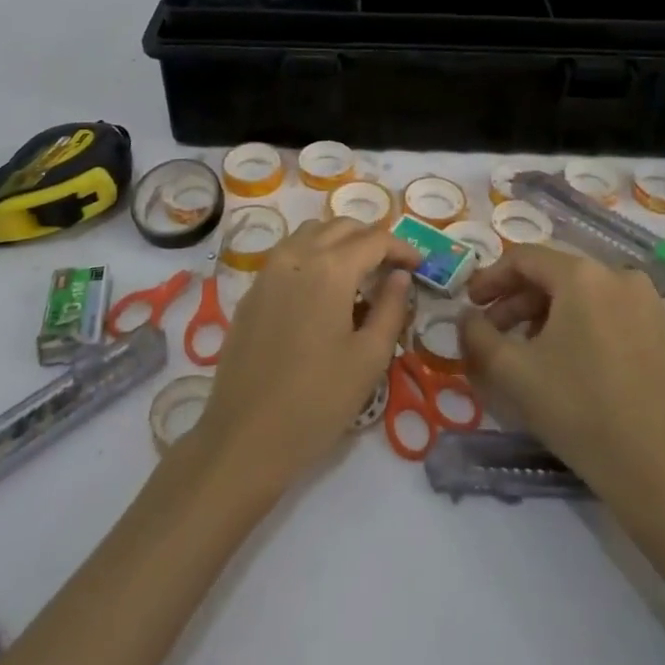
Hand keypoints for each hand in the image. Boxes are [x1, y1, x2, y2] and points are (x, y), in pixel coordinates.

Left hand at [194, 218, 418, 495]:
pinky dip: (314, 255)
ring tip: (360, 273)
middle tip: (393, 267)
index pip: (375, 239)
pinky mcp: (252, 291)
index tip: (420, 266)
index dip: (402, 248)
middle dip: (372, 239)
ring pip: (312, 233)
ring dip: (340, 241)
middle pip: (342, 227)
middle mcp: (296, 255)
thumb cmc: (317, 401)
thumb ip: (391, 308)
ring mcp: (268, 271)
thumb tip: (400, 276)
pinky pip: (289, 254)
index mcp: (330, 268)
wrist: (244, 438)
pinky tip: (324, 290)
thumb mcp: (369, 358)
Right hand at [461, 245, 664, 513]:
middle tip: (493, 331)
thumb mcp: (512, 372)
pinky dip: (583, 325)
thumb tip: (467, 317)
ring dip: (548, 314)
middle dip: (517, 301)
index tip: (470, 304)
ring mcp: (649, 303)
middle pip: (555, 276)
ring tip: (529, 350)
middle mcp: (620, 276)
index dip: (491, 278)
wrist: (660, 469)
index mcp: (583, 275)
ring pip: (584, 295)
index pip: (524, 259)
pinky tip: (571, 361)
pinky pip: (612, 313)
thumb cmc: (579, 410)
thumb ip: (477, 334)